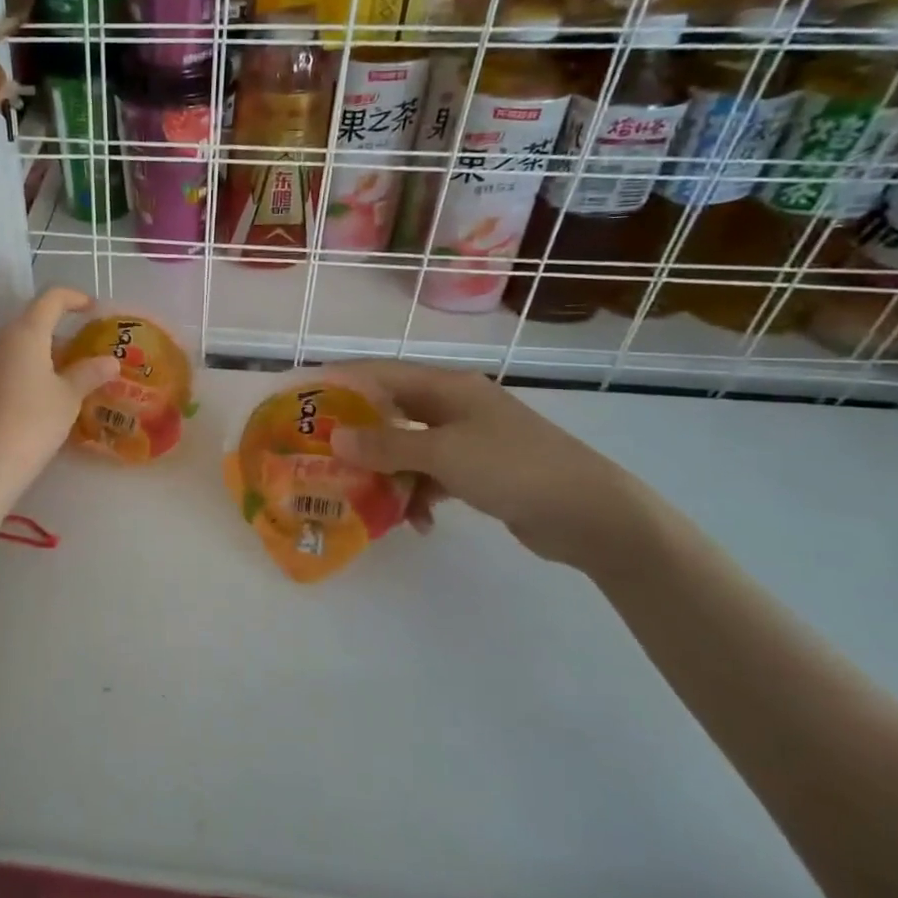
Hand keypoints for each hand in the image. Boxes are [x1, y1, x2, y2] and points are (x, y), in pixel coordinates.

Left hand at [0, 288, 116, 517]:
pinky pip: (2, 370)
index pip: (51, 299)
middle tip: (84, 352)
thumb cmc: (32, 424)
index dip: (74, 298)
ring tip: (64, 379)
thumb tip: (110, 361)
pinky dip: (22, 374)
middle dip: (59, 332)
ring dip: (40, 355)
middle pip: (31, 324)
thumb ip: (89, 374)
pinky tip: (35, 402)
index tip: (93, 308)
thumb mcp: (68, 399)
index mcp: (25, 334)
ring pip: (15, 349)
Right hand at [328, 360, 657, 569]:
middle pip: (392, 413)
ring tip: (366, 499)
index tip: (305, 398)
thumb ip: (387, 445)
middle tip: (322, 454)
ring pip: (410, 449)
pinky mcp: (481, 473)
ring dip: (389, 474)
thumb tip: (335, 438)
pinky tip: (418, 523)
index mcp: (448, 387)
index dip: (341, 382)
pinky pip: (434, 477)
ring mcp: (470, 440)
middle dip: (359, 436)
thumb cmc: (514, 468)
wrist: (593, 515)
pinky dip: (421, 496)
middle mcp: (455, 407)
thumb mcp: (444, 454)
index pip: (381, 374)